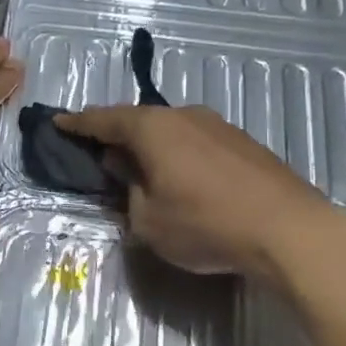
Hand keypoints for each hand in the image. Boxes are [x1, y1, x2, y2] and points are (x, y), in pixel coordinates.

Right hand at [55, 104, 336, 279]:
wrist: (286, 229)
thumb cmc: (205, 224)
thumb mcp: (148, 220)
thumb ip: (129, 192)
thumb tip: (127, 171)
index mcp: (153, 129)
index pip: (105, 120)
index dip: (79, 123)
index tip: (59, 122)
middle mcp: (185, 116)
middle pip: (141, 122)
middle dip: (118, 136)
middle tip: (101, 154)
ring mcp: (219, 126)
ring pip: (173, 131)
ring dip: (153, 148)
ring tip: (143, 170)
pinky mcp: (244, 144)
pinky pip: (198, 143)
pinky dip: (181, 155)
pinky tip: (184, 178)